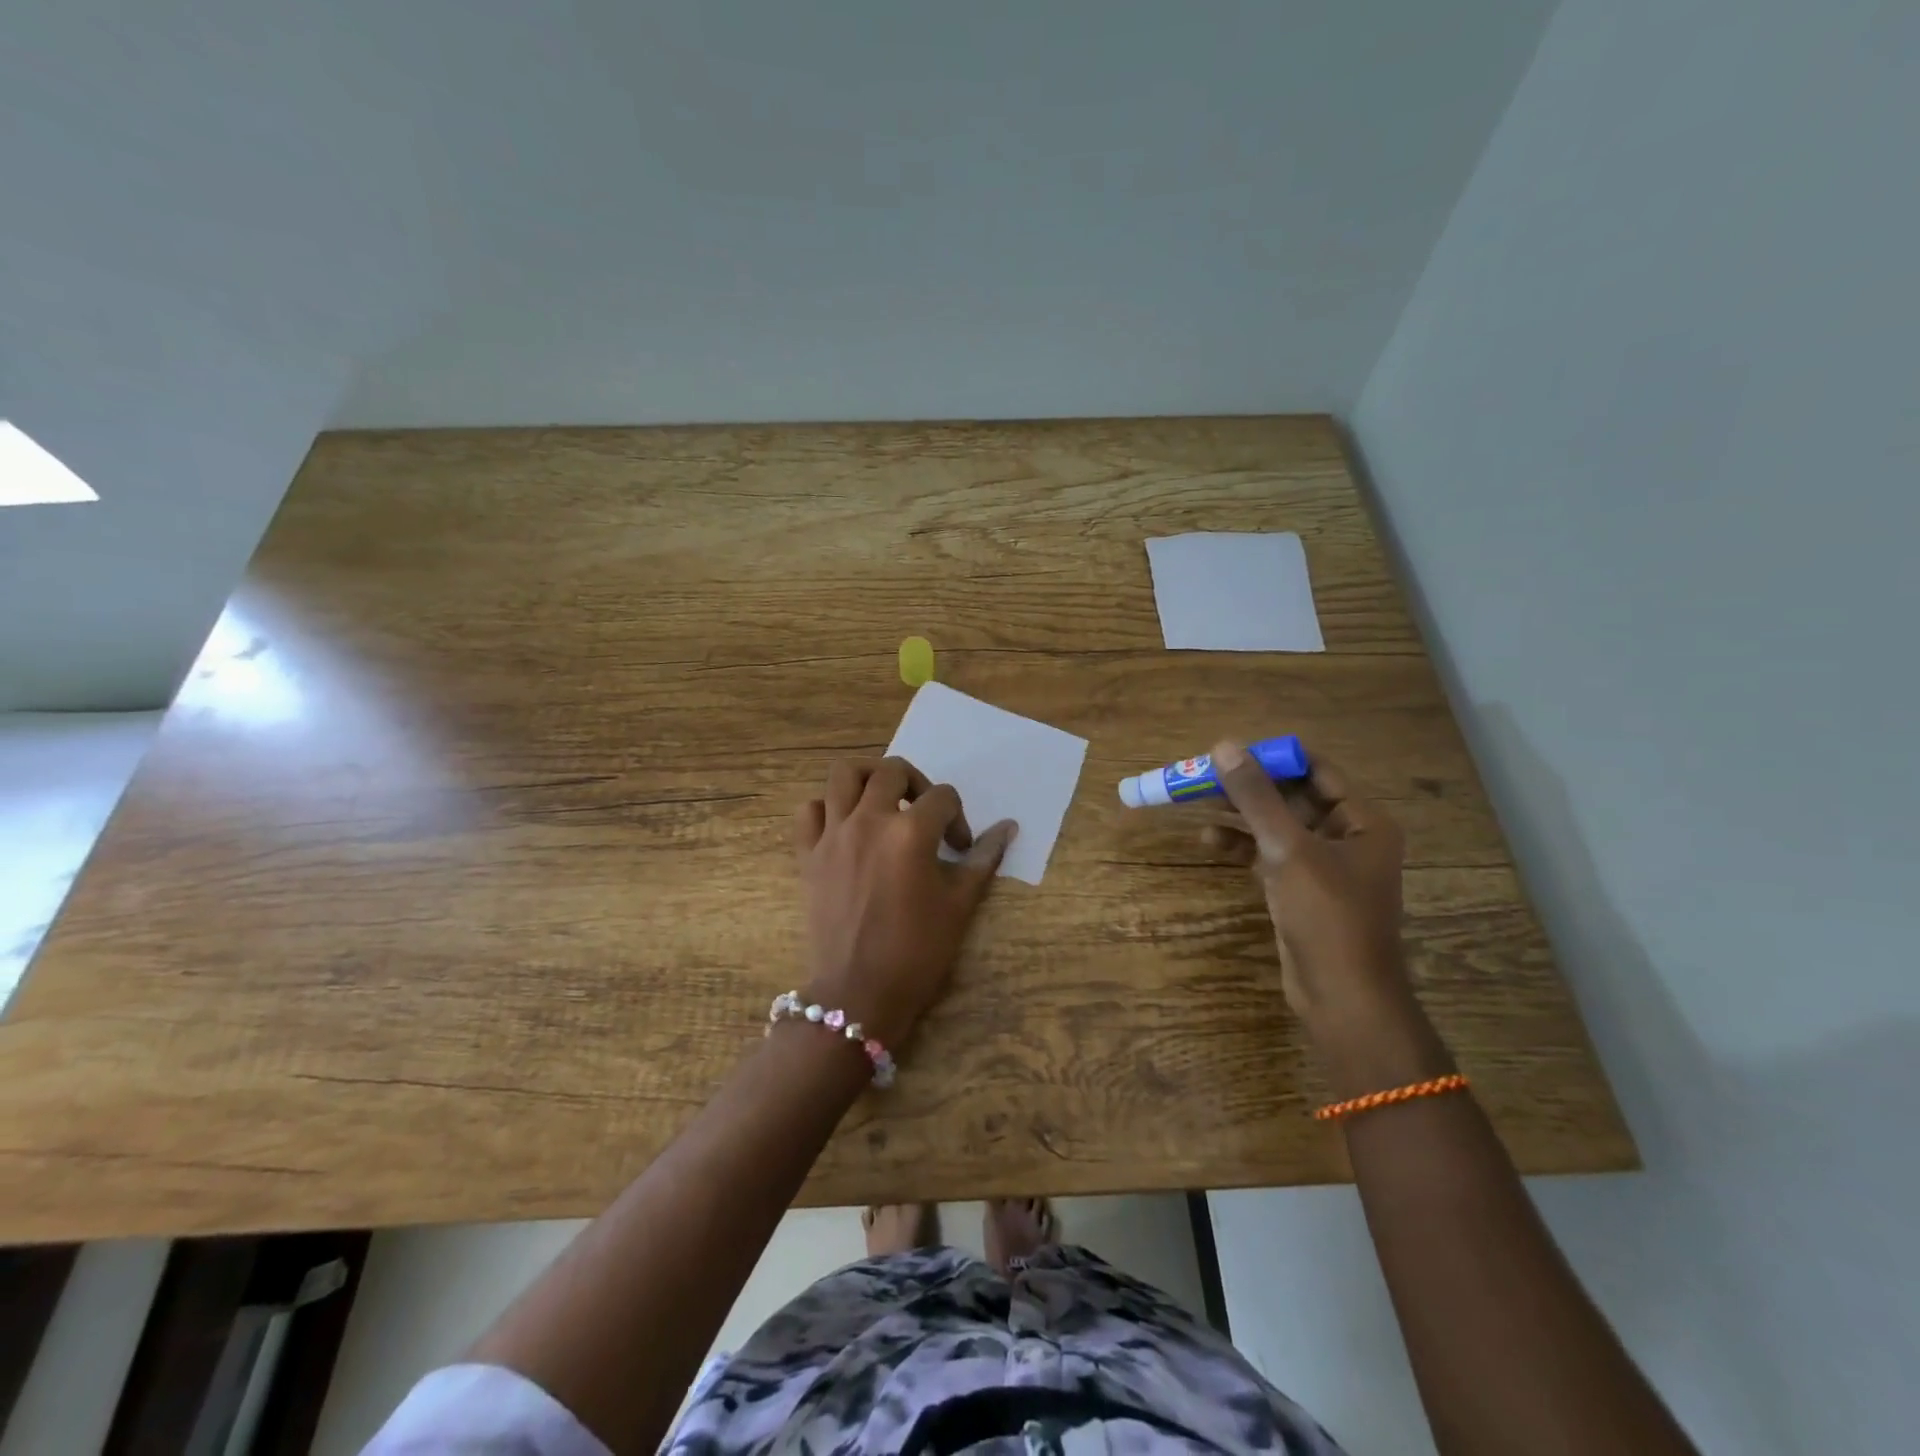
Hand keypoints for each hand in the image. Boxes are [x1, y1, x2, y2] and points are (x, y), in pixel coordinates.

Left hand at [793, 757, 1014, 1047]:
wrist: (858, 993)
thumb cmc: (917, 951)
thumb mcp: (959, 904)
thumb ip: (983, 858)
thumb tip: (1008, 827)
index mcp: (910, 832)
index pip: (943, 797)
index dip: (959, 818)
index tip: (960, 848)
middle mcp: (868, 821)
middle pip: (892, 771)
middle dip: (917, 783)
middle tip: (925, 813)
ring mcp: (833, 835)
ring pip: (844, 775)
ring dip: (869, 778)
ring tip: (883, 800)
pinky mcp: (808, 854)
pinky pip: (809, 811)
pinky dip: (827, 808)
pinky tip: (845, 825)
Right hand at [1200, 742, 1414, 1037]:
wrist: (1342, 998)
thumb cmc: (1328, 917)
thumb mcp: (1289, 850)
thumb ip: (1256, 798)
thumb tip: (1224, 747)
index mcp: (1362, 821)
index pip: (1315, 770)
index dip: (1272, 758)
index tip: (1230, 751)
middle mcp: (1346, 836)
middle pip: (1290, 797)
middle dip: (1248, 787)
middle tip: (1203, 776)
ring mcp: (1321, 865)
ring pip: (1274, 826)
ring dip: (1239, 815)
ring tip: (1196, 803)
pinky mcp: (1298, 889)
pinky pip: (1266, 854)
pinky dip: (1240, 846)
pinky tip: (1209, 840)